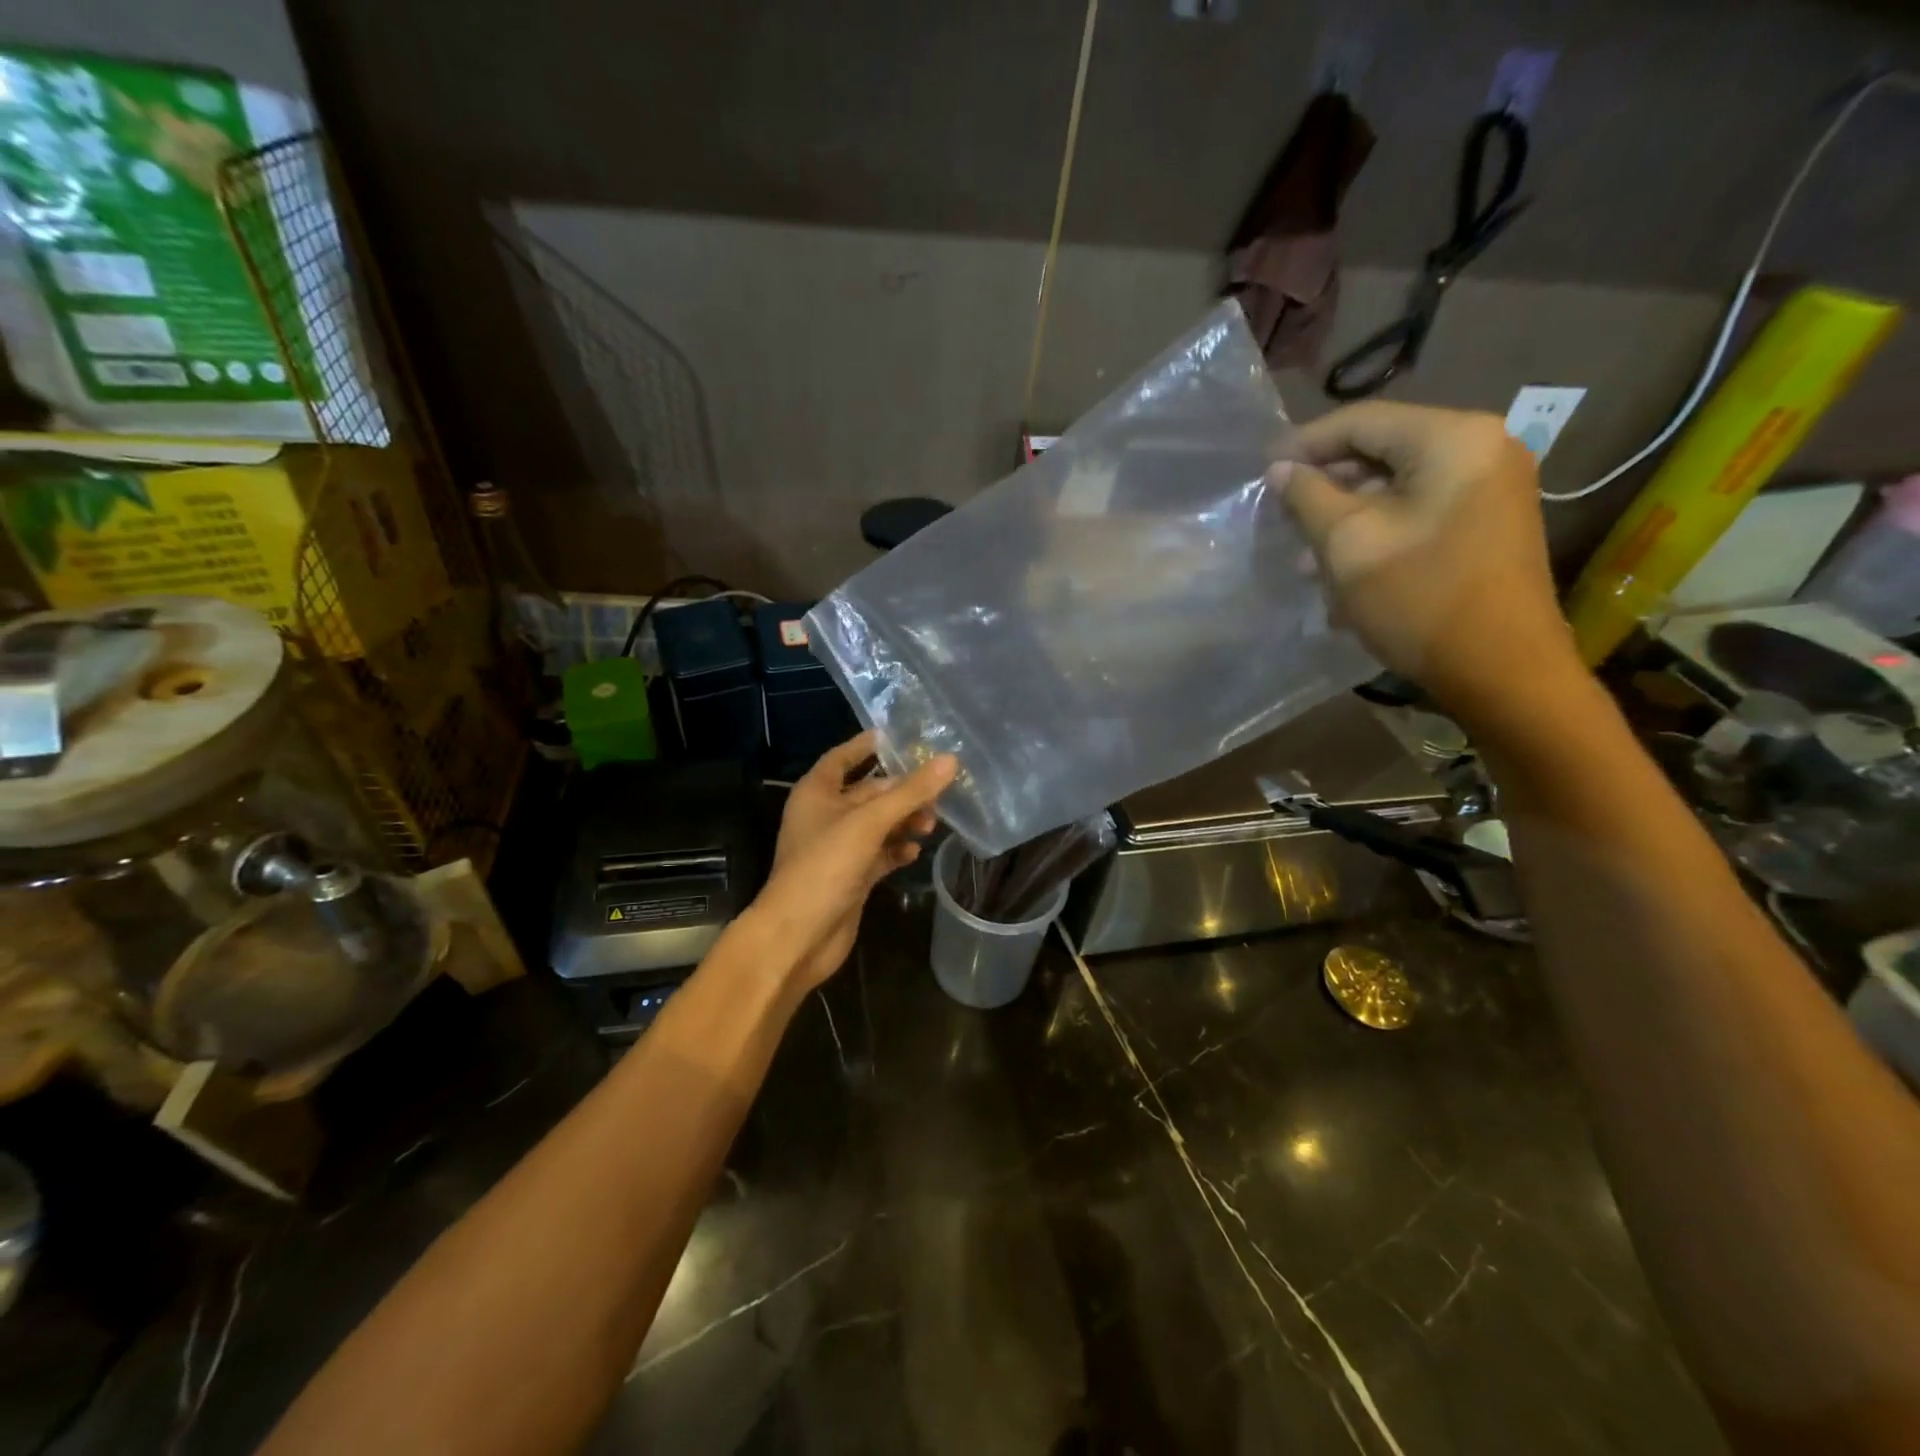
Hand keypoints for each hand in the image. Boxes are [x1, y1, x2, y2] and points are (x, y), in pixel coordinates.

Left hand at [747, 731, 956, 990]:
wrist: (798, 937)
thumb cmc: (825, 867)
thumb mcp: (868, 823)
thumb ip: (910, 793)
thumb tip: (950, 761)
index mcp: (817, 793)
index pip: (843, 757)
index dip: (867, 746)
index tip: (899, 736)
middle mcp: (826, 816)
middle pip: (869, 792)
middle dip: (901, 791)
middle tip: (938, 790)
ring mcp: (838, 848)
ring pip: (878, 824)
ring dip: (904, 821)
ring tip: (933, 823)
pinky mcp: (851, 876)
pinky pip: (880, 853)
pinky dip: (897, 849)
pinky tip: (916, 850)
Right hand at [1274, 402, 1580, 717]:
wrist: (1501, 669)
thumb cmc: (1420, 598)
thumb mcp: (1348, 544)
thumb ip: (1308, 497)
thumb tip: (1280, 470)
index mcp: (1453, 438)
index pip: (1362, 421)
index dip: (1305, 444)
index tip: (1262, 472)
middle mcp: (1482, 448)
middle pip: (1382, 451)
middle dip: (1326, 486)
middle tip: (1280, 517)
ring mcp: (1491, 487)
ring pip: (1397, 487)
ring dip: (1346, 517)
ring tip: (1306, 559)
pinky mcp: (1488, 523)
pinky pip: (1419, 511)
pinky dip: (1377, 532)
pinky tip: (1344, 571)